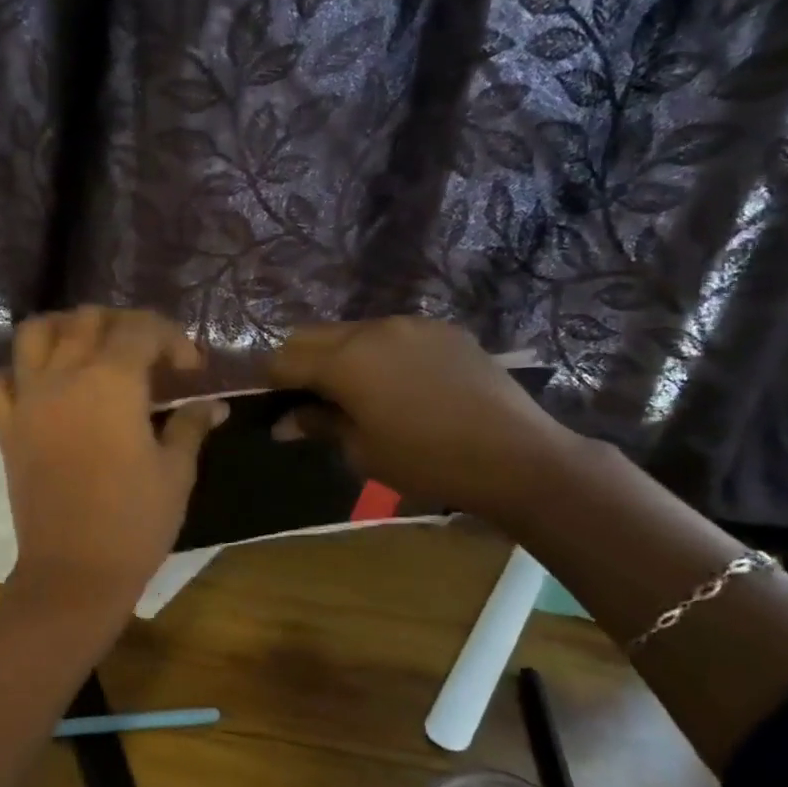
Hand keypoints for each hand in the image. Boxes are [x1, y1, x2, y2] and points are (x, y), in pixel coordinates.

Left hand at [0, 308, 225, 612]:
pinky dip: (19, 372)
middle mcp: (63, 377)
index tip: (191, 370)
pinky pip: (0, 381)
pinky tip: (43, 386)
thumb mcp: (176, 472)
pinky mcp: (6, 429)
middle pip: (88, 319)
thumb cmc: (135, 523)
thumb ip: (191, 426)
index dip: (172, 339)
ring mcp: (28, 400)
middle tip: (148, 357)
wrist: (74, 573)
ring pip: (35, 333)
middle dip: (124, 326)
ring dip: (66, 329)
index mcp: (111, 382)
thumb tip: (212, 404)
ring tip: (91, 350)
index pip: (141, 329)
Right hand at [271, 317, 574, 519]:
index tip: (275, 405)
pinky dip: (380, 353)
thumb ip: (319, 425)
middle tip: (308, 398)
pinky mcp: (444, 330)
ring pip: (354, 331)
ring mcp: (412, 325)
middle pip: (313, 334)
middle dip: (300, 361)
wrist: (515, 455)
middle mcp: (373, 329)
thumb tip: (284, 422)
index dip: (271, 382)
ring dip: (340, 354)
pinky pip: (394, 335)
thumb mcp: (363, 451)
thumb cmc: (426, 461)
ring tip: (357, 391)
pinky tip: (402, 385)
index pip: (285, 358)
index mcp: (345, 360)